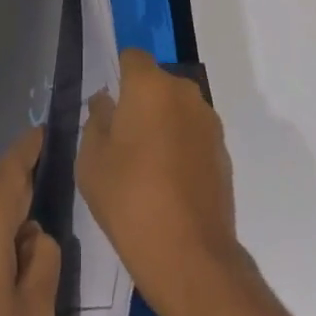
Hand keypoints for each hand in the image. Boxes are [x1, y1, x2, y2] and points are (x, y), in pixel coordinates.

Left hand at [0, 127, 60, 315]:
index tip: (47, 126)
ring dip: (18, 218)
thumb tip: (36, 236)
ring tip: (52, 224)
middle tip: (62, 172)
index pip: (10, 170)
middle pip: (1, 192)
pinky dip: (5, 242)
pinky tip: (24, 267)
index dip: (29, 147)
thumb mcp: (34, 312)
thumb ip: (45, 261)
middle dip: (29, 180)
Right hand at [77, 48, 245, 315]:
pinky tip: (169, 185)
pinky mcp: (224, 152)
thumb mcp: (91, 161)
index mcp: (150, 86)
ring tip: (146, 167)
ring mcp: (208, 122)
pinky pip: (193, 135)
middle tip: (122, 140)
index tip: (108, 107)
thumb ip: (96, 120)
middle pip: (156, 83)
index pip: (131, 58)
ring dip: (163, 125)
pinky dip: (181, 148)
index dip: (118, 76)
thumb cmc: (130, 200)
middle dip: (140, 102)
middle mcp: (184, 93)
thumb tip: (106, 102)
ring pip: (177, 109)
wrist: (191, 257)